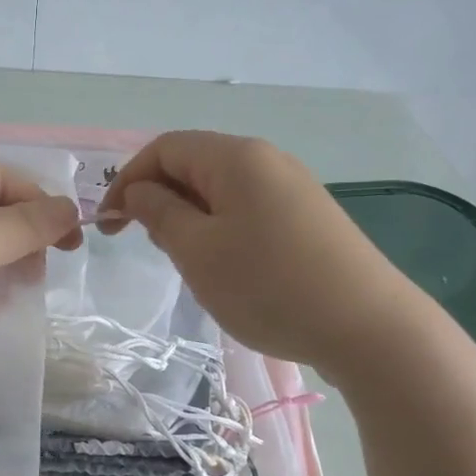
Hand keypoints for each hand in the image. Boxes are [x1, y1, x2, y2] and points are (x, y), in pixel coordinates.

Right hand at [97, 131, 410, 374]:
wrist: (368, 327)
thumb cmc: (268, 285)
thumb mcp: (197, 251)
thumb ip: (159, 213)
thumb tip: (139, 190)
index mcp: (236, 157)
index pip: (164, 148)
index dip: (127, 180)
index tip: (107, 225)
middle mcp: (267, 160)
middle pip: (194, 164)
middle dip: (159, 198)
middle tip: (148, 246)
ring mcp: (294, 188)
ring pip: (222, 190)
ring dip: (189, 217)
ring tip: (186, 260)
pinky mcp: (309, 217)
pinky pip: (249, 209)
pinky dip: (222, 228)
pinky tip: (227, 267)